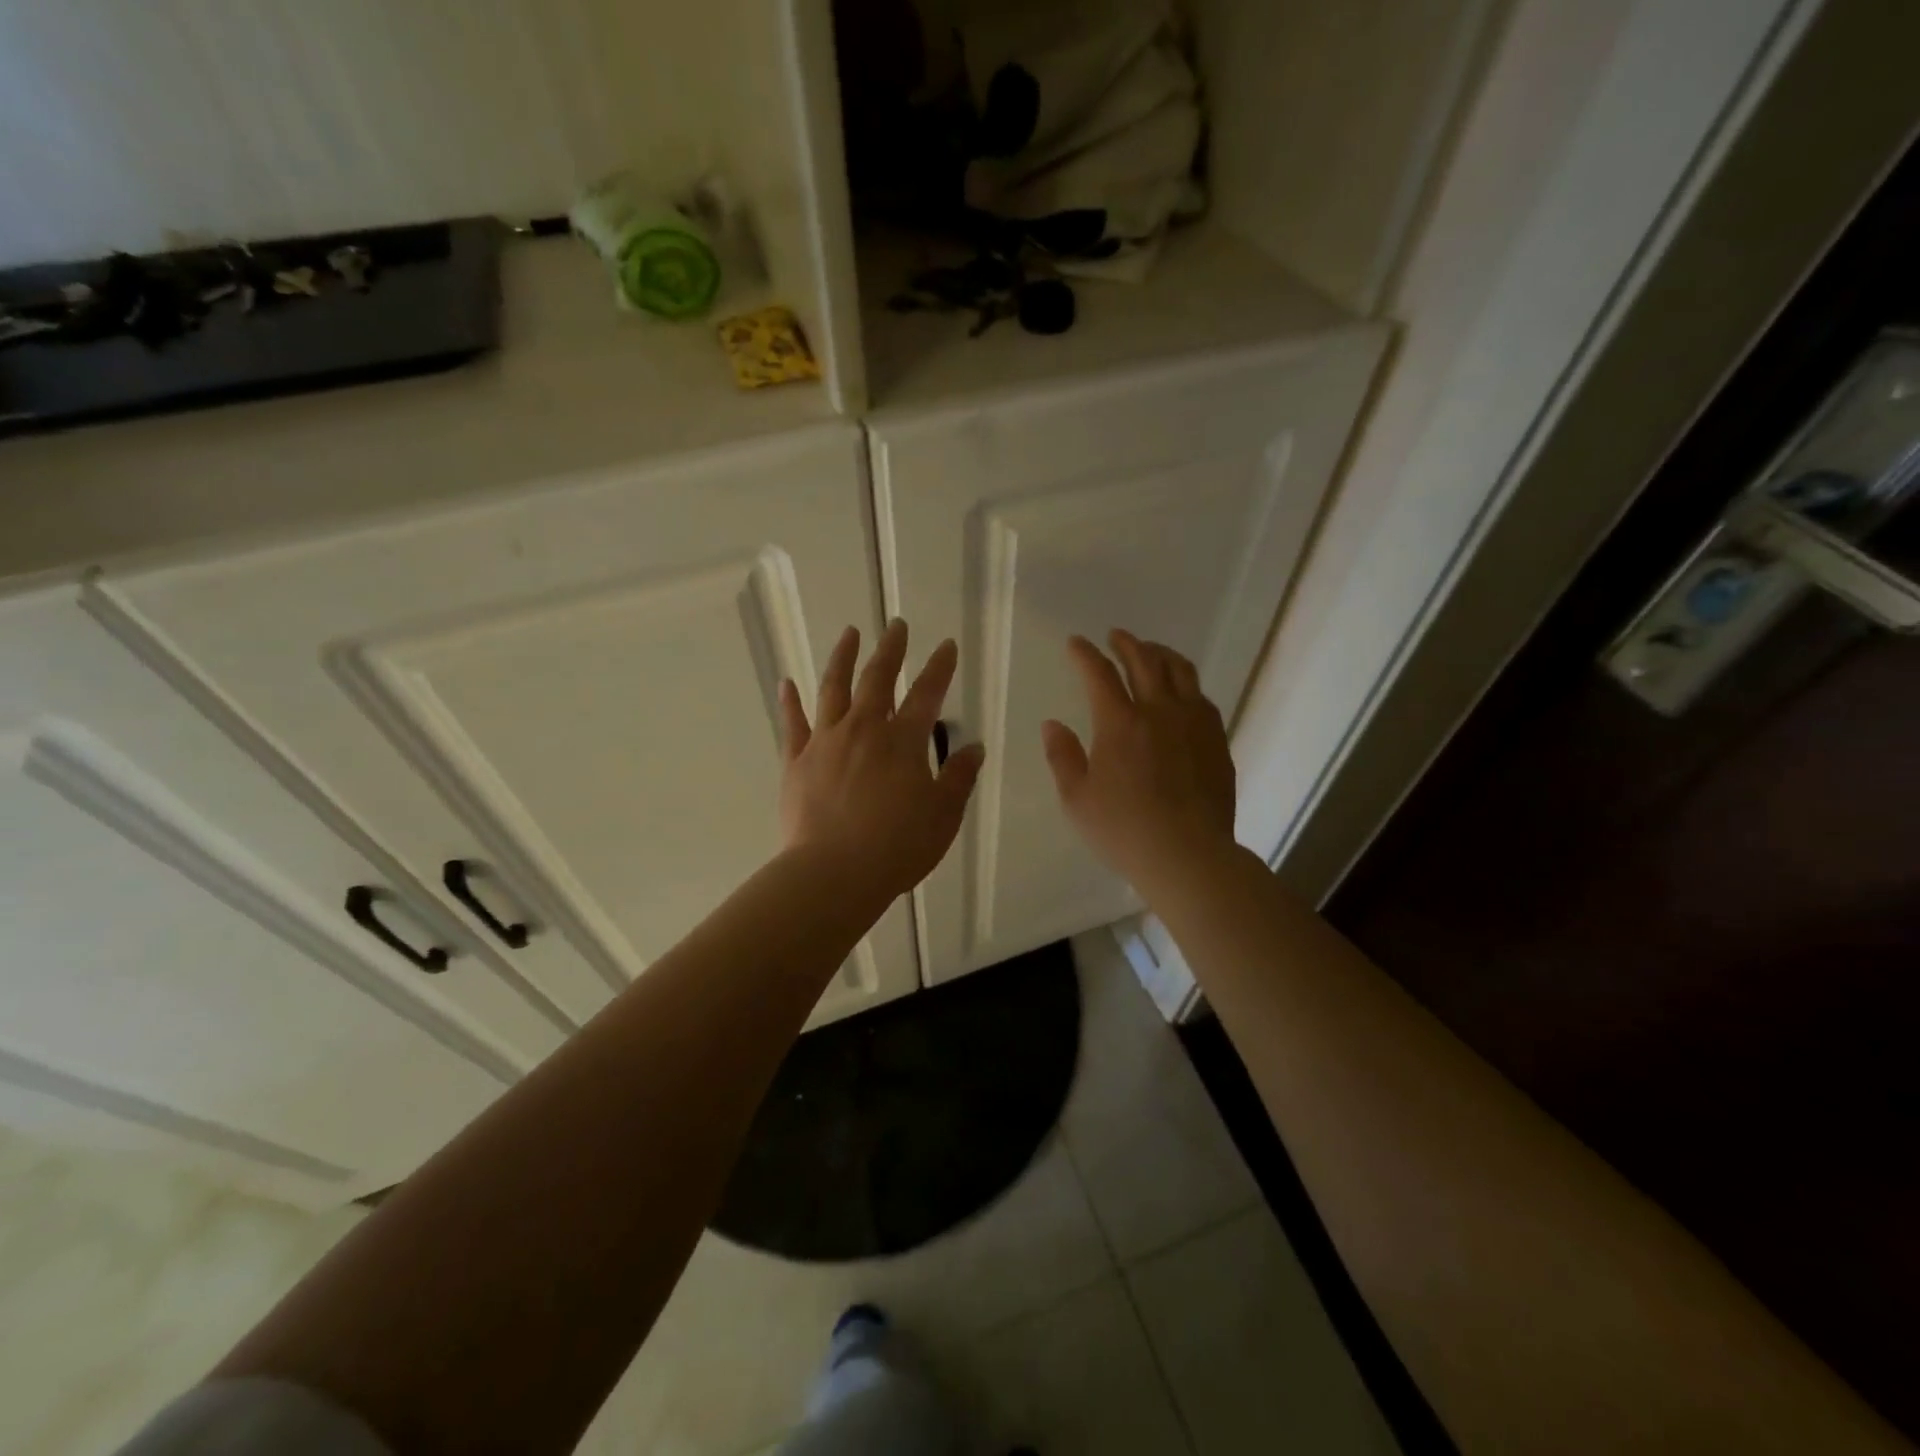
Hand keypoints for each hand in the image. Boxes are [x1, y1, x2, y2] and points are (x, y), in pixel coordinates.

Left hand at [778, 619, 985, 906]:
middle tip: (896, 625)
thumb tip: (975, 748)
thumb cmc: (897, 847)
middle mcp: (864, 729)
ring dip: (843, 657)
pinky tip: (787, 682)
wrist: (834, 874)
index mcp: (903, 742)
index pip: (927, 694)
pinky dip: (790, 701)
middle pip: (878, 679)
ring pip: (834, 688)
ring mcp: (826, 742)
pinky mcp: (796, 761)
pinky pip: (792, 723)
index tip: (946, 645)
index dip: (939, 667)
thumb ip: (959, 778)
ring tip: (850, 633)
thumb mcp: (943, 816)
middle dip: (891, 649)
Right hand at [1042, 630, 1237, 894]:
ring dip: (1161, 654)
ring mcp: (1194, 723)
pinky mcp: (1216, 740)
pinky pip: (1201, 697)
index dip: (1085, 654)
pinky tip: (1182, 692)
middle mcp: (1159, 711)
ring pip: (1180, 671)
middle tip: (1116, 636)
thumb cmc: (1123, 830)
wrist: (1188, 855)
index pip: (1099, 673)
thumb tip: (1052, 724)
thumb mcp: (1077, 799)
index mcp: (1120, 723)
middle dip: (1127, 643)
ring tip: (1151, 652)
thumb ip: (1062, 756)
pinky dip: (1185, 683)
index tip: (1075, 643)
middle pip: (1144, 661)